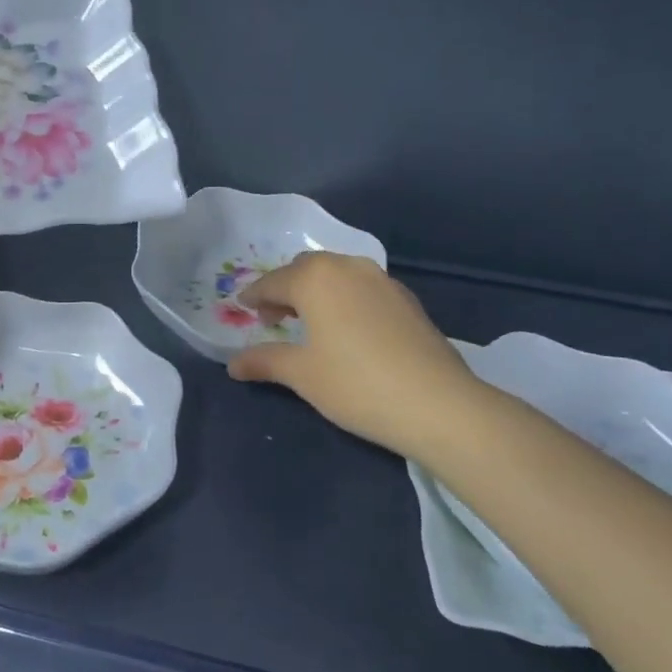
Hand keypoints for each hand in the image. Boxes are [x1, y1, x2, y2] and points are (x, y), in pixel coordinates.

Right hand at [228, 251, 481, 458]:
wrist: (439, 404)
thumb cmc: (357, 385)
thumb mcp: (302, 375)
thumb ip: (265, 361)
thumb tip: (233, 364)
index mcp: (316, 278)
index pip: (273, 282)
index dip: (254, 296)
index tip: (241, 307)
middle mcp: (348, 267)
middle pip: (305, 269)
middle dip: (285, 289)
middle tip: (274, 318)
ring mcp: (382, 280)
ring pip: (337, 274)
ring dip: (317, 291)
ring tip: (310, 322)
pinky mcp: (406, 298)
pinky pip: (362, 288)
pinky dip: (345, 298)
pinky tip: (348, 329)